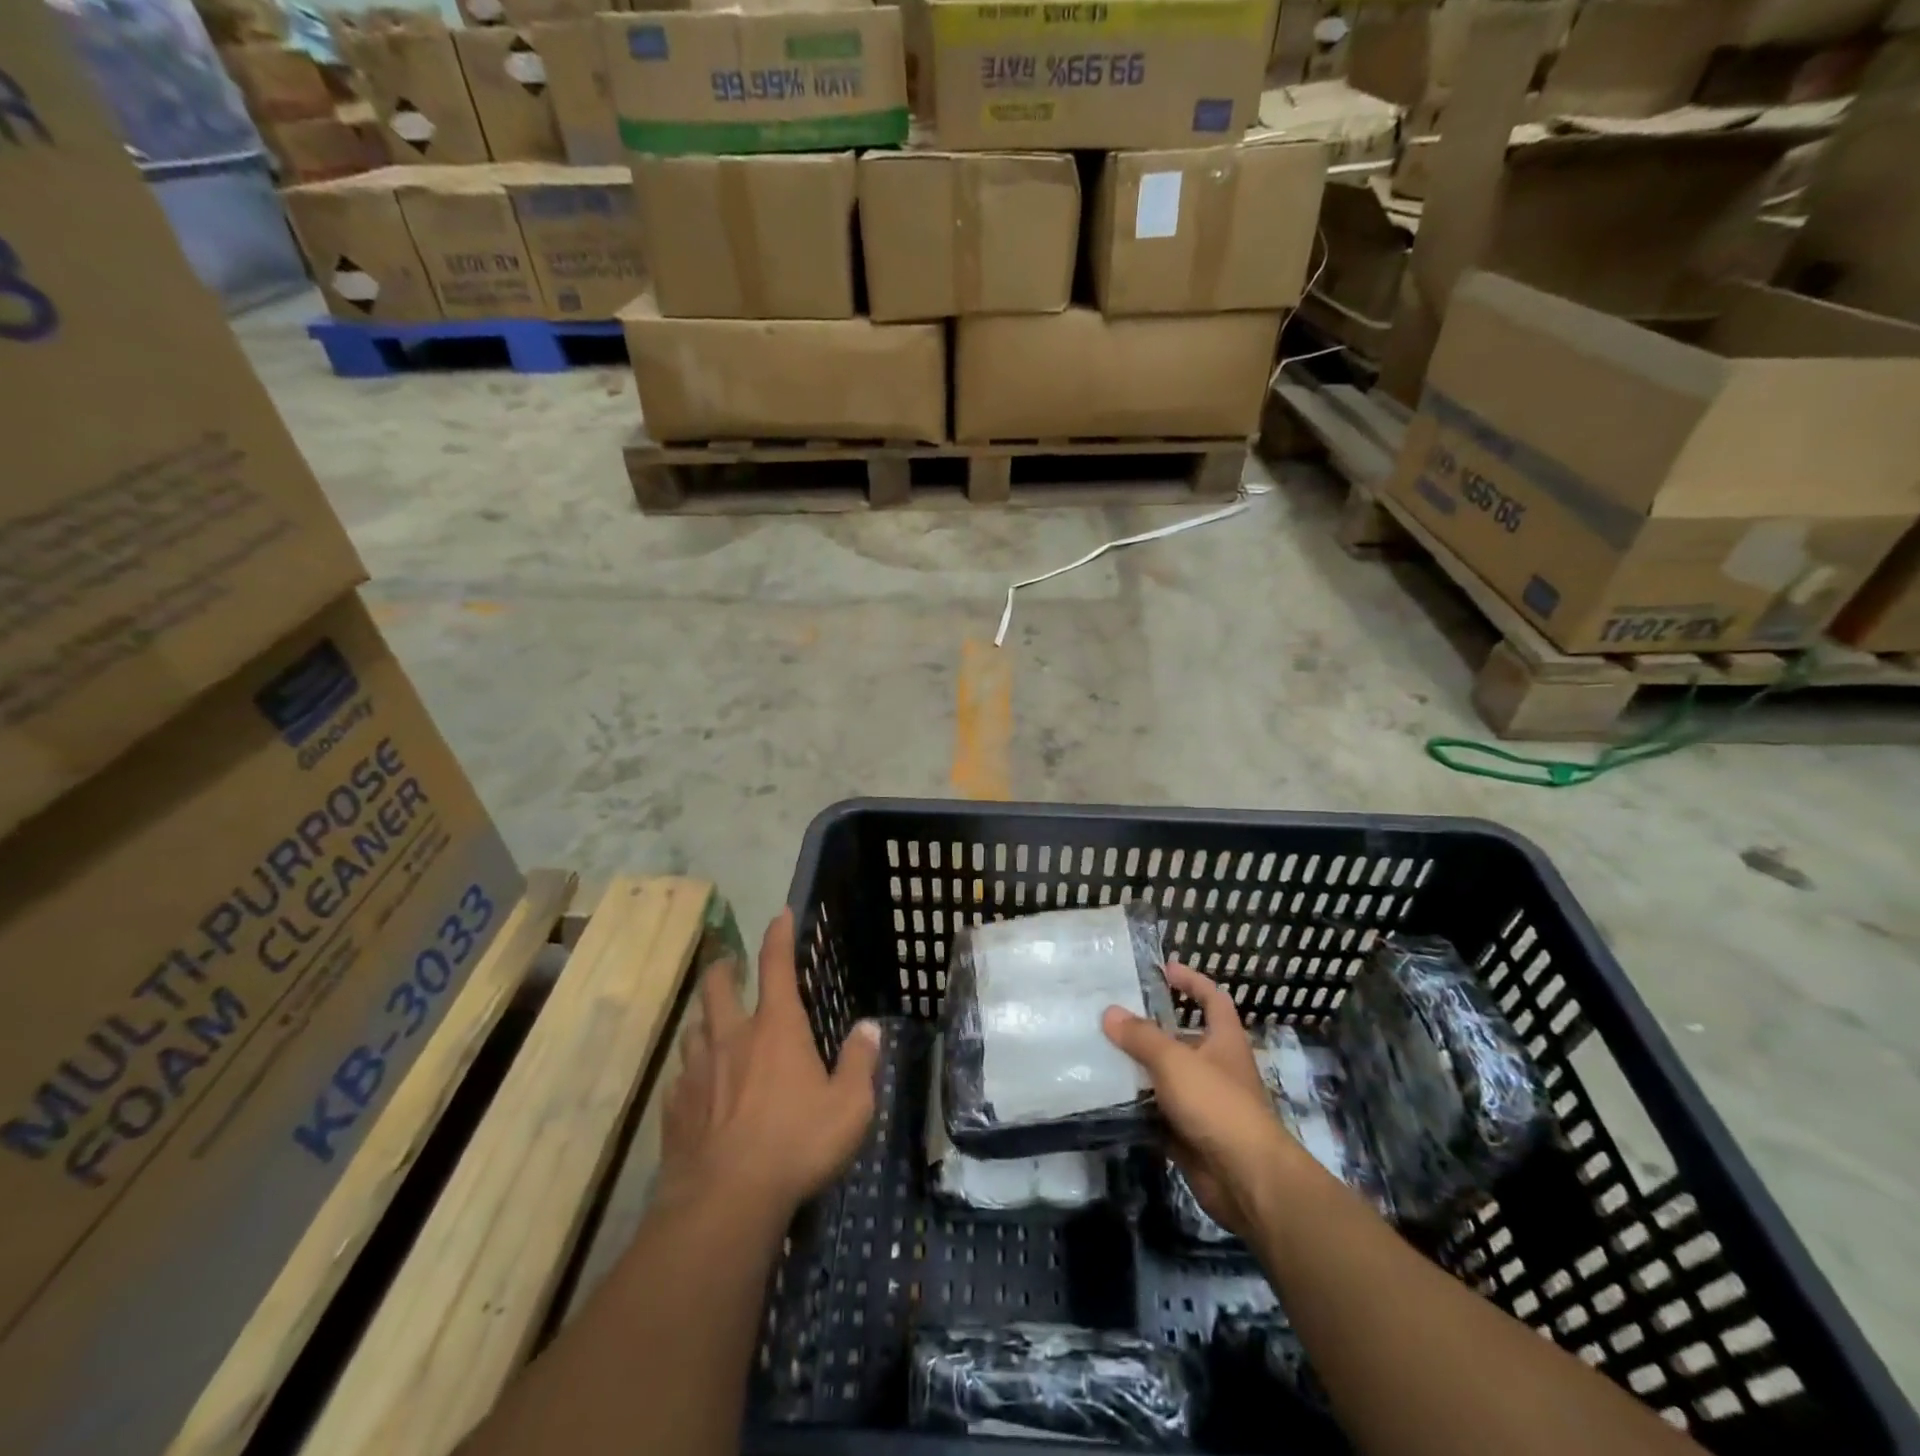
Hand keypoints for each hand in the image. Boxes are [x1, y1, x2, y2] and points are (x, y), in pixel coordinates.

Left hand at [659, 909, 880, 1219]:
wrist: (725, 1202)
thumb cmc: (796, 1144)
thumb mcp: (849, 1107)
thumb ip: (860, 1062)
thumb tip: (868, 1028)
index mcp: (776, 1028)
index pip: (776, 965)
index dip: (779, 935)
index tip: (780, 914)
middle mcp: (732, 1037)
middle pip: (717, 986)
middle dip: (723, 968)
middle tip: (729, 966)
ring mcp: (696, 1071)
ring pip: (693, 1028)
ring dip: (704, 1020)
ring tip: (713, 1027)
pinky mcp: (674, 1108)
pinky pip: (679, 1077)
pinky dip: (690, 1073)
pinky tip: (697, 1089)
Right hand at [1102, 962, 1297, 1238]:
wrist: (1246, 1179)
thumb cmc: (1217, 1104)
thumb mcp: (1174, 1060)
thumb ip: (1141, 1036)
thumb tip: (1110, 1012)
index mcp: (1224, 1040)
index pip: (1212, 999)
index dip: (1192, 981)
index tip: (1164, 970)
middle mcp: (1216, 1067)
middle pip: (1183, 1039)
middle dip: (1152, 1028)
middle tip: (1113, 1016)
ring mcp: (1204, 1103)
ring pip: (1166, 1077)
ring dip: (1139, 1068)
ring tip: (1100, 1052)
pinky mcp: (1190, 1134)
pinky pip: (1158, 1112)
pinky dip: (1137, 1106)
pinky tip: (1108, 1096)